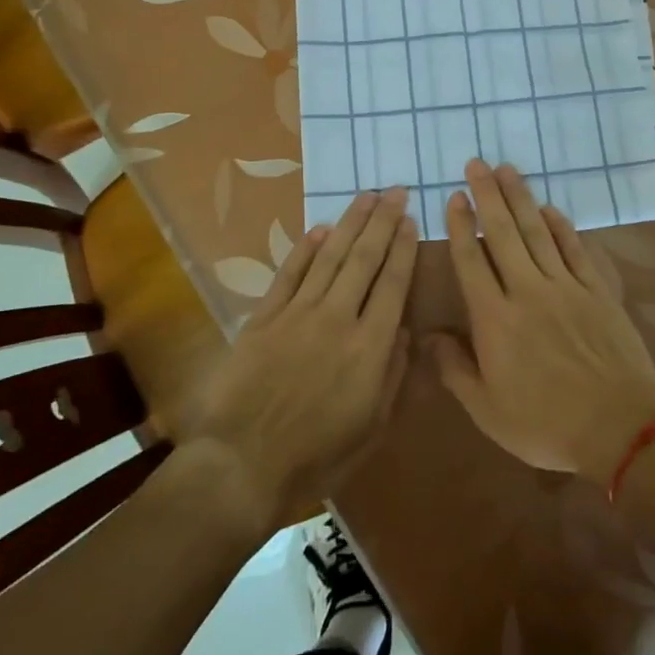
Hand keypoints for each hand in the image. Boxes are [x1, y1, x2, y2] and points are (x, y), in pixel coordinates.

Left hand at [184, 188, 417, 533]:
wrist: (244, 463)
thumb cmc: (317, 455)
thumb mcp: (372, 427)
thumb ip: (393, 375)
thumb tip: (405, 332)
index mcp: (370, 346)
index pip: (392, 284)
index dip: (402, 249)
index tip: (410, 220)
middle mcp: (338, 318)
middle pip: (364, 259)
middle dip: (382, 222)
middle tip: (395, 191)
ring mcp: (298, 313)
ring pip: (330, 257)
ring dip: (350, 223)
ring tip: (366, 196)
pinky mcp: (265, 317)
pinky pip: (290, 274)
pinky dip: (306, 249)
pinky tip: (320, 229)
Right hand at [429, 160, 654, 482]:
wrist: (619, 427)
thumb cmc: (545, 424)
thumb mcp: (488, 410)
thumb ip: (455, 369)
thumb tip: (428, 336)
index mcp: (495, 319)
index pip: (471, 261)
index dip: (460, 226)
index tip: (454, 197)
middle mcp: (527, 291)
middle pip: (503, 234)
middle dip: (487, 195)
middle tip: (476, 164)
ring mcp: (565, 287)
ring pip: (537, 232)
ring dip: (520, 199)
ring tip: (507, 169)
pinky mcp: (596, 291)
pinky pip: (575, 250)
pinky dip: (561, 226)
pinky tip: (550, 208)